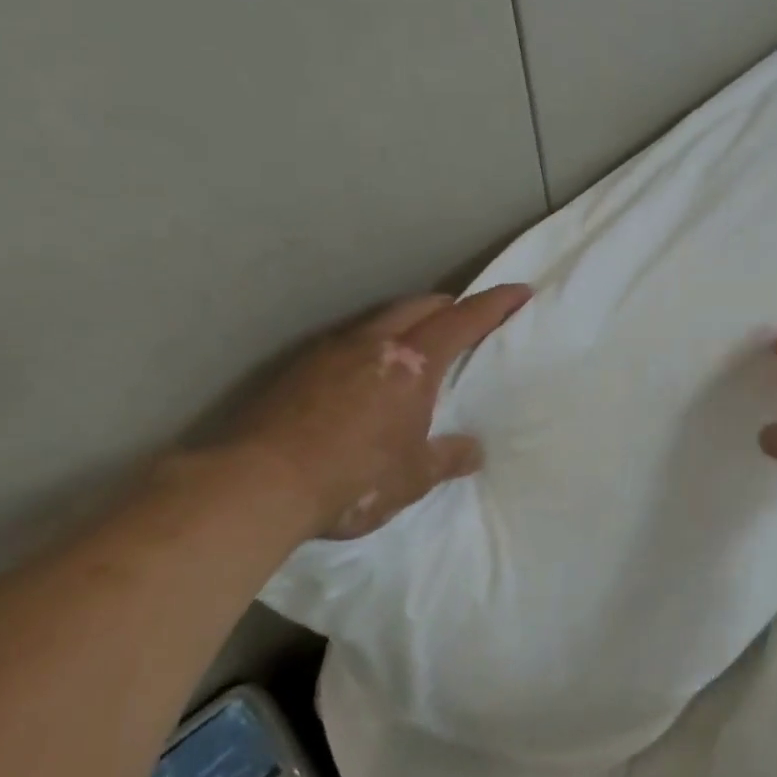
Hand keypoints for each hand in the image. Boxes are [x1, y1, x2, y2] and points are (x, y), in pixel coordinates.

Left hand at [224, 284, 530, 539]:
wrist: (257, 485)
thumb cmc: (353, 478)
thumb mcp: (413, 477)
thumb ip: (447, 458)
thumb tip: (474, 450)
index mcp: (412, 363)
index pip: (464, 320)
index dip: (496, 303)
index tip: (520, 291)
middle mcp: (373, 343)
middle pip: (420, 306)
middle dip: (449, 306)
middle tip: (464, 320)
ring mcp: (330, 351)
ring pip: (380, 319)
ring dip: (406, 323)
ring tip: (414, 347)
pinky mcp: (296, 368)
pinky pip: (347, 342)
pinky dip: (369, 345)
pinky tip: (362, 375)